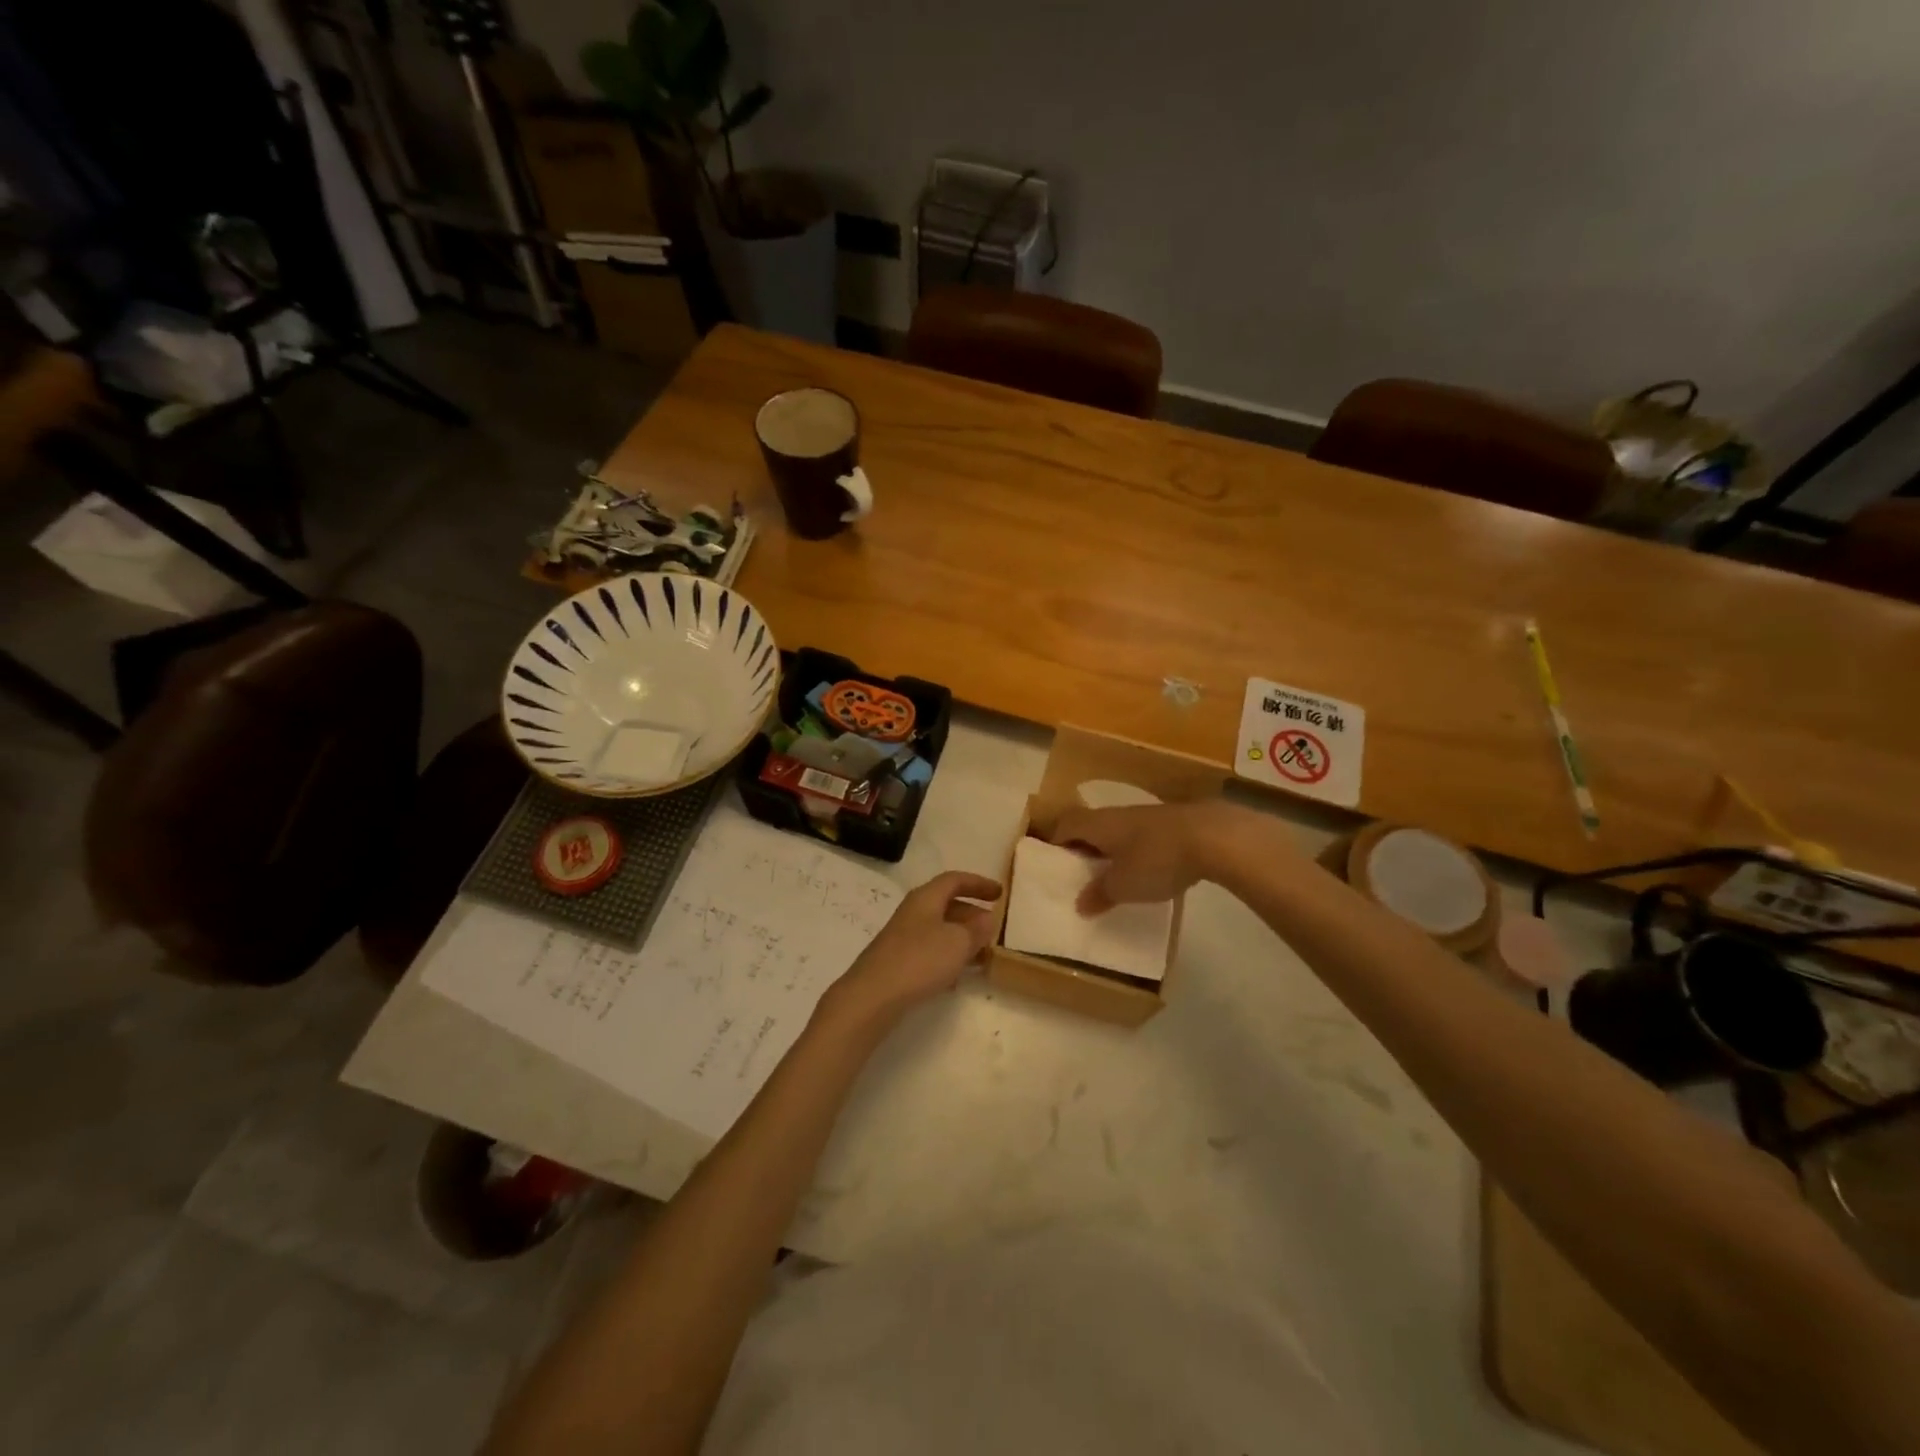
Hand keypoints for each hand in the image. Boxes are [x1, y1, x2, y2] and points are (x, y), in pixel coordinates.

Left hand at [821, 871, 1003, 1026]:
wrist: (872, 997)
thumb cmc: (920, 960)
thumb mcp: (958, 942)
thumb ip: (976, 929)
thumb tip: (987, 918)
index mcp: (926, 898)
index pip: (955, 880)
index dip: (978, 884)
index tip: (1000, 893)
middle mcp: (913, 912)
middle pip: (947, 904)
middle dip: (972, 914)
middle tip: (993, 928)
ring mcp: (903, 937)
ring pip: (940, 930)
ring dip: (962, 938)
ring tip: (983, 955)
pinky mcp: (899, 962)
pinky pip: (930, 951)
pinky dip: (948, 957)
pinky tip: (957, 978)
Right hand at [1051, 801, 1249, 914]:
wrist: (1214, 837)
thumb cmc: (1156, 859)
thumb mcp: (1123, 885)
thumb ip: (1100, 894)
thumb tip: (1080, 903)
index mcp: (1098, 823)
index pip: (1066, 825)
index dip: (1056, 842)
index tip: (1055, 865)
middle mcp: (1118, 814)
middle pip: (1091, 826)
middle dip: (1085, 849)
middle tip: (1083, 876)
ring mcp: (1147, 816)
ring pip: (1119, 831)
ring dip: (1113, 851)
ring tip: (1115, 878)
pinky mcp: (1173, 824)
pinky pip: (1143, 837)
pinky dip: (1138, 853)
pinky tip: (1149, 873)